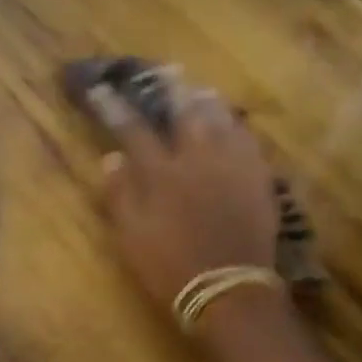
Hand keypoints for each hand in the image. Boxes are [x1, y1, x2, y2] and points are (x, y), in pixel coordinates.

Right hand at [93, 79, 280, 310]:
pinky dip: (238, 128)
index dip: (115, 107)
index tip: (103, 88)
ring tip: (203, 90)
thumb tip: (111, 158)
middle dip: (172, 89)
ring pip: (221, 121)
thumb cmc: (170, 267)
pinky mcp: (258, 179)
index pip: (133, 129)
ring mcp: (232, 166)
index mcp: (161, 173)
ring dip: (209, 102)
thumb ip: (120, 194)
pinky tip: (235, 125)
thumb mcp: (131, 236)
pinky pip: (249, 142)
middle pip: (185, 112)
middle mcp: (197, 159)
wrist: (227, 289)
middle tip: (168, 71)